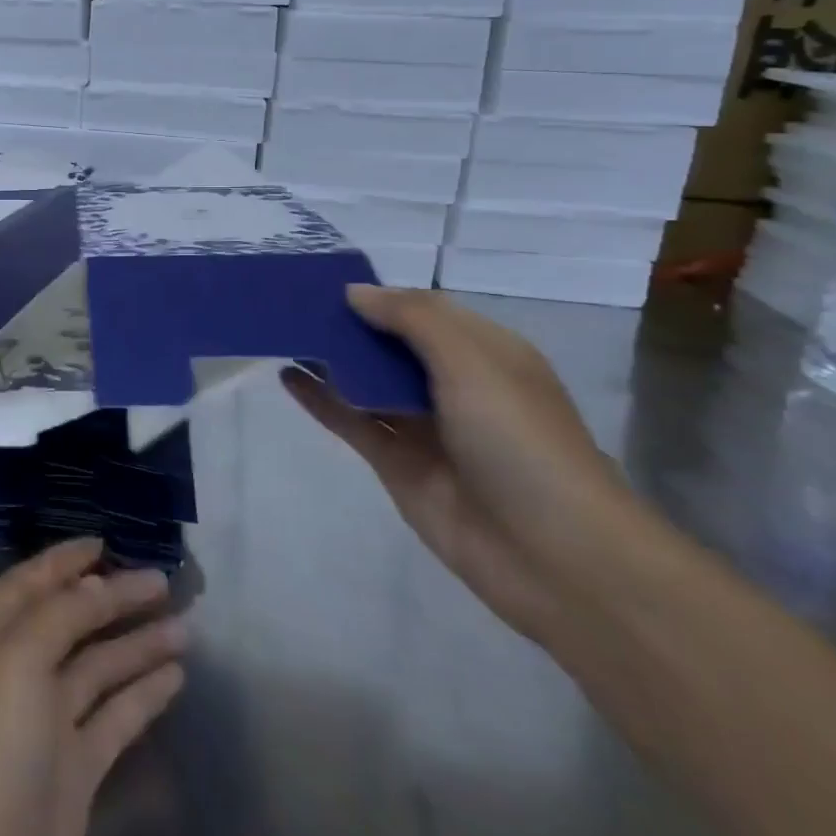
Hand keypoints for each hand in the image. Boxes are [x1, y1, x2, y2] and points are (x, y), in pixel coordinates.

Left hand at [0, 539, 186, 835]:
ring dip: (138, 644)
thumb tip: (97, 583)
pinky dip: (143, 693)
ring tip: (186, 626)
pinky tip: (176, 676)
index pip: (30, 582)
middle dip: (113, 598)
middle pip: (71, 621)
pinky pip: (114, 716)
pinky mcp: (76, 769)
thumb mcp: (18, 660)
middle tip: (163, 580)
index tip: (106, 541)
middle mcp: (16, 672)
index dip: (65, 560)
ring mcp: (46, 723)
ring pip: (99, 667)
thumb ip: (60, 614)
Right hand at [281, 284, 641, 642]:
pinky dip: (320, 400)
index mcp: (483, 352)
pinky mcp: (397, 464)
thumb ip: (411, 318)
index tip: (326, 279)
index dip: (379, 295)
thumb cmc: (519, 439)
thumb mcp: (472, 360)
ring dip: (330, 358)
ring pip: (367, 380)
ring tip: (282, 332)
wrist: (554, 556)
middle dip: (347, 324)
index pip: (422, 310)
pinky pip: (352, 421)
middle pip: (390, 344)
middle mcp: (453, 384)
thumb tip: (354, 292)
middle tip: (291, 302)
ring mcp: (423, 426)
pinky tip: (287, 377)